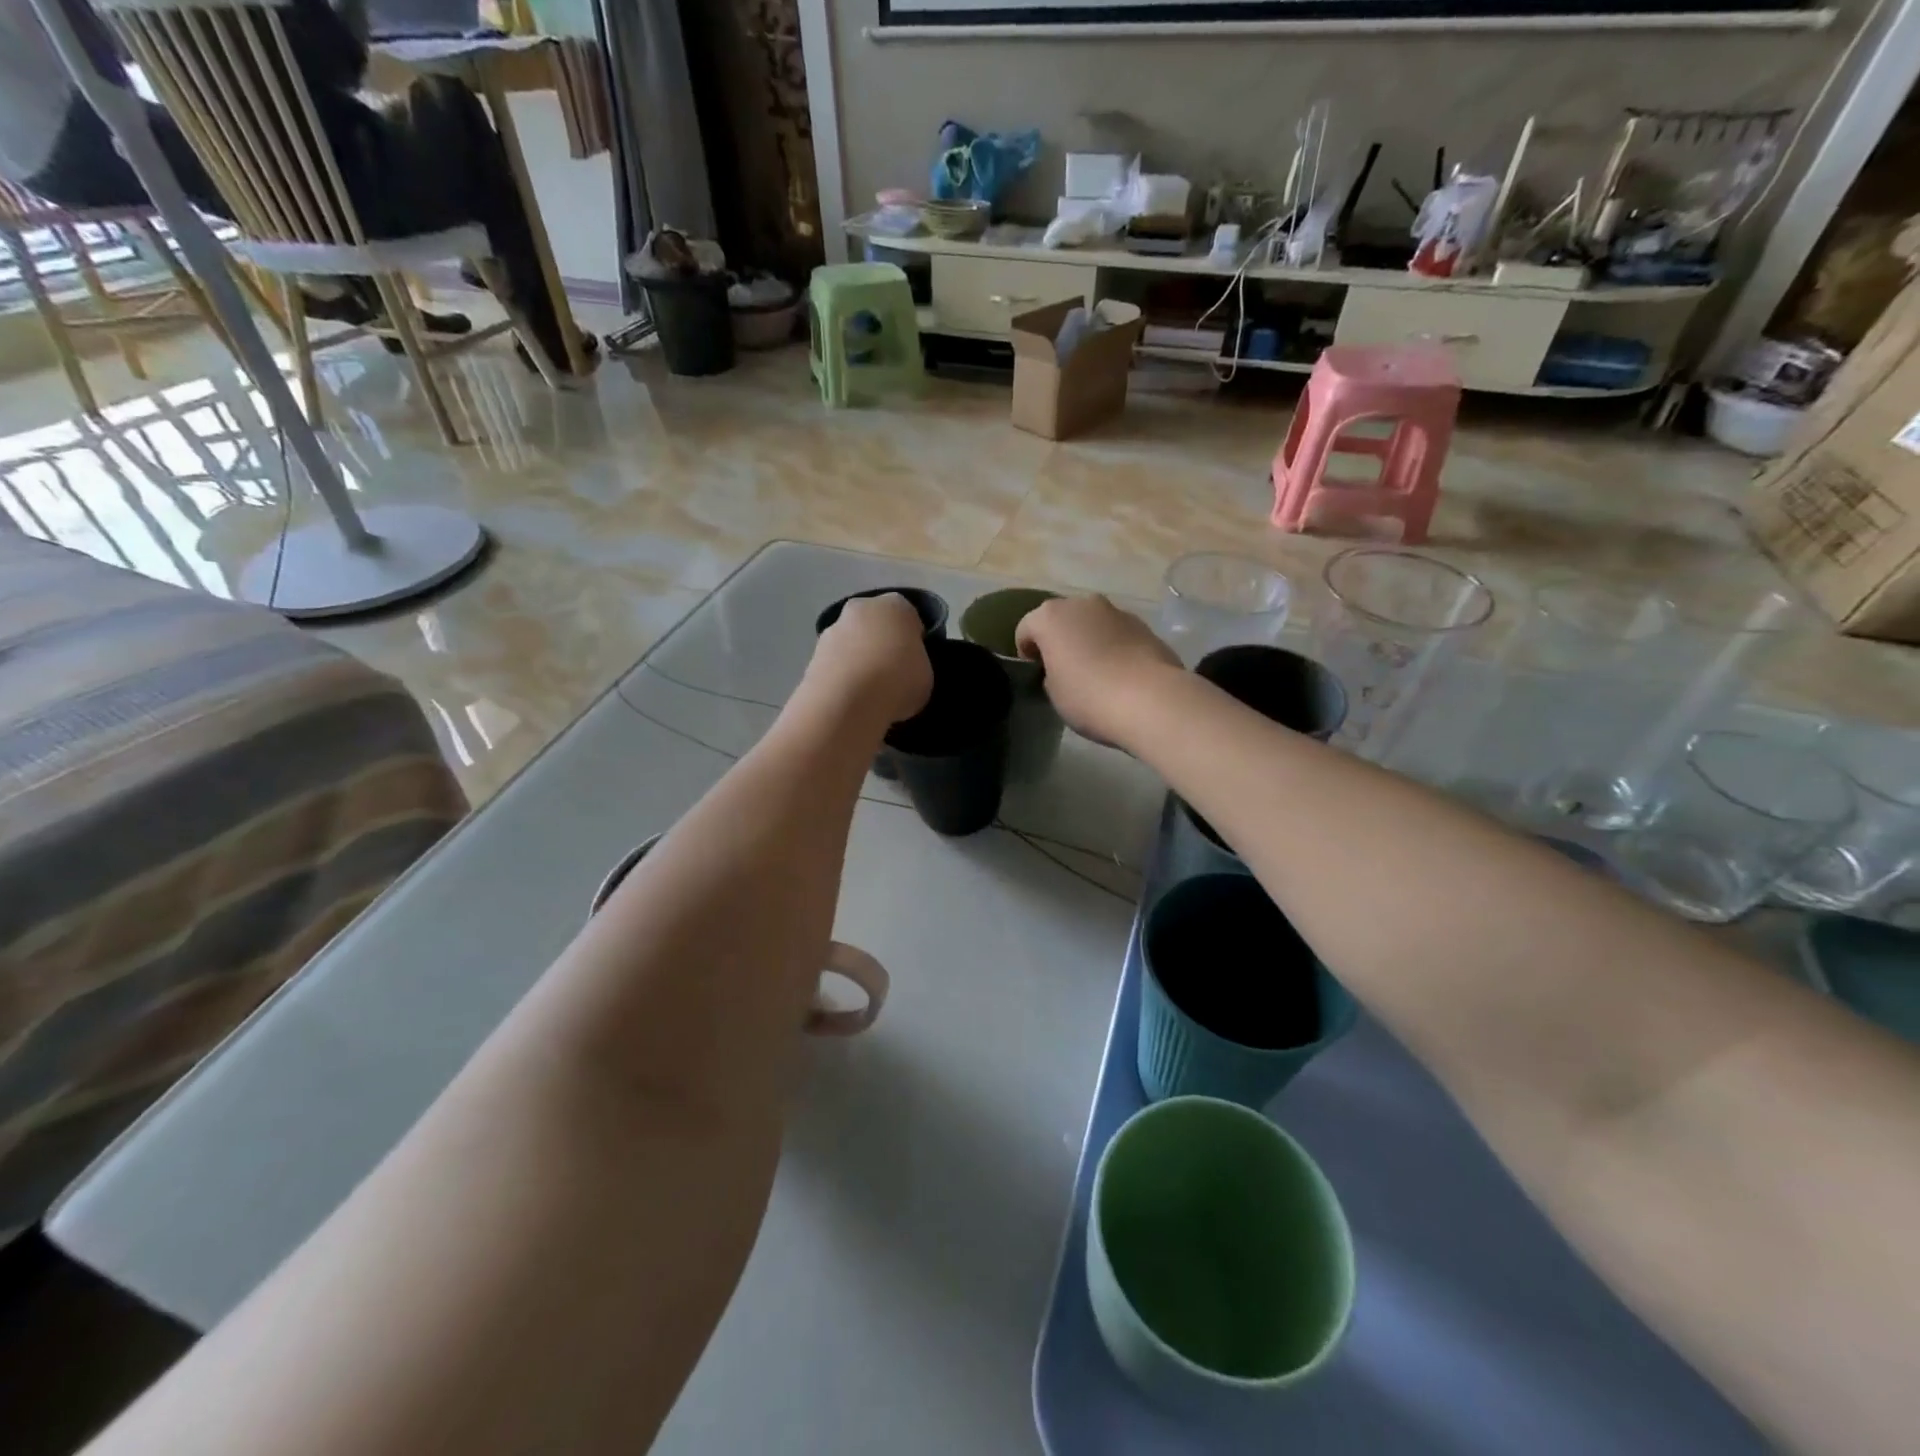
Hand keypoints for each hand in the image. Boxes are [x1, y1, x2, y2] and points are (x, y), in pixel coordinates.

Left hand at [807, 594, 933, 726]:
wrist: (847, 701)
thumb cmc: (898, 681)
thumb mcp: (926, 675)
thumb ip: (916, 664)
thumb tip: (906, 669)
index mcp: (896, 606)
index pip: (908, 616)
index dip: (912, 639)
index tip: (914, 660)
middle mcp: (862, 608)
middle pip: (875, 623)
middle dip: (880, 642)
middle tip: (890, 673)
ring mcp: (833, 629)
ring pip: (852, 641)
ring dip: (858, 658)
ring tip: (868, 691)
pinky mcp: (813, 653)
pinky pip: (835, 661)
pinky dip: (841, 674)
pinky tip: (849, 698)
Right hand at [1015, 596, 1180, 746]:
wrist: (1151, 700)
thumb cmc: (1089, 696)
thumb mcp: (1054, 693)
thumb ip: (1051, 674)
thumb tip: (1062, 669)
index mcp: (1050, 617)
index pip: (1025, 629)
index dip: (1026, 653)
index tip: (1036, 675)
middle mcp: (1082, 603)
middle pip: (1061, 619)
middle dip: (1059, 640)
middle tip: (1063, 671)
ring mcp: (1116, 611)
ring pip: (1091, 623)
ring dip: (1088, 640)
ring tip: (1095, 672)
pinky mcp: (1143, 625)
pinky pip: (1116, 633)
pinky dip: (1113, 646)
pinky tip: (1119, 673)